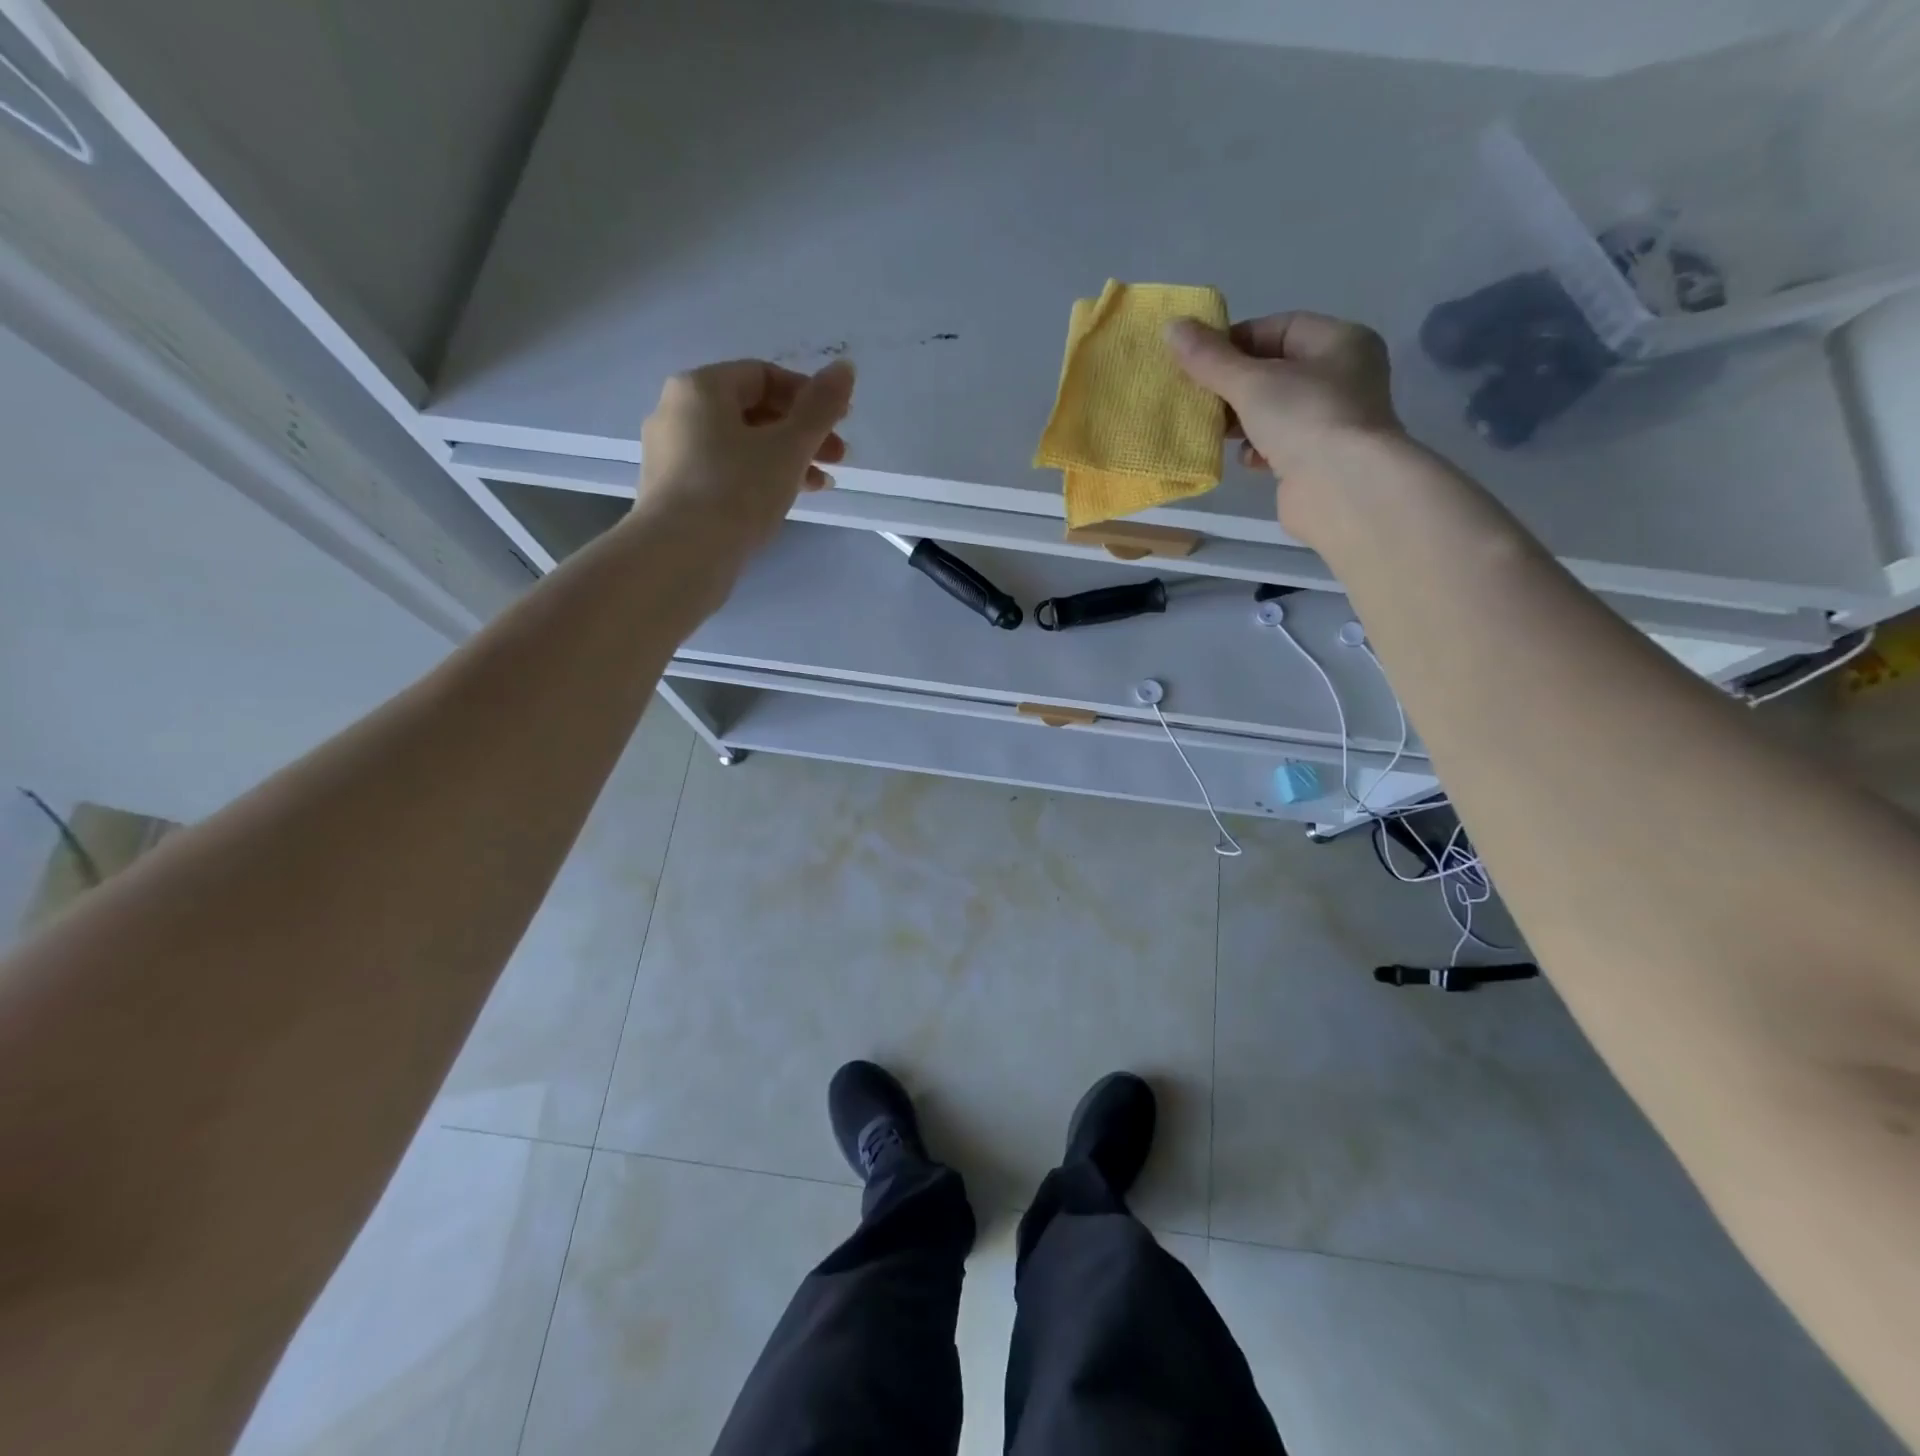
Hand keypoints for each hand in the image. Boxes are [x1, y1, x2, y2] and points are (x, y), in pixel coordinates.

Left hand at [638, 358, 855, 549]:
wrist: (682, 556)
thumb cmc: (737, 490)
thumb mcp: (789, 447)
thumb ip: (820, 407)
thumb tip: (845, 367)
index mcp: (700, 388)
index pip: (763, 375)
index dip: (808, 395)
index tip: (840, 423)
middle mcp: (676, 412)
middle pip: (752, 411)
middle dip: (801, 433)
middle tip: (839, 459)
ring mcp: (670, 454)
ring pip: (739, 445)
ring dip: (785, 459)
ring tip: (820, 486)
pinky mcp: (672, 492)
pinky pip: (723, 472)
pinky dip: (756, 479)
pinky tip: (782, 502)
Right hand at [1165, 313, 1403, 533]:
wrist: (1342, 489)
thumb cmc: (1304, 418)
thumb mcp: (1251, 382)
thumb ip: (1210, 359)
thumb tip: (1171, 327)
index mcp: (1339, 342)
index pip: (1278, 328)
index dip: (1235, 342)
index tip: (1198, 362)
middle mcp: (1342, 376)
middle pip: (1274, 370)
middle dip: (1233, 385)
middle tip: (1199, 398)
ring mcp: (1332, 420)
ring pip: (1273, 410)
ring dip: (1241, 420)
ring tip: (1214, 430)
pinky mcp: (1318, 458)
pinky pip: (1279, 444)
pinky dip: (1257, 448)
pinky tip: (1246, 458)